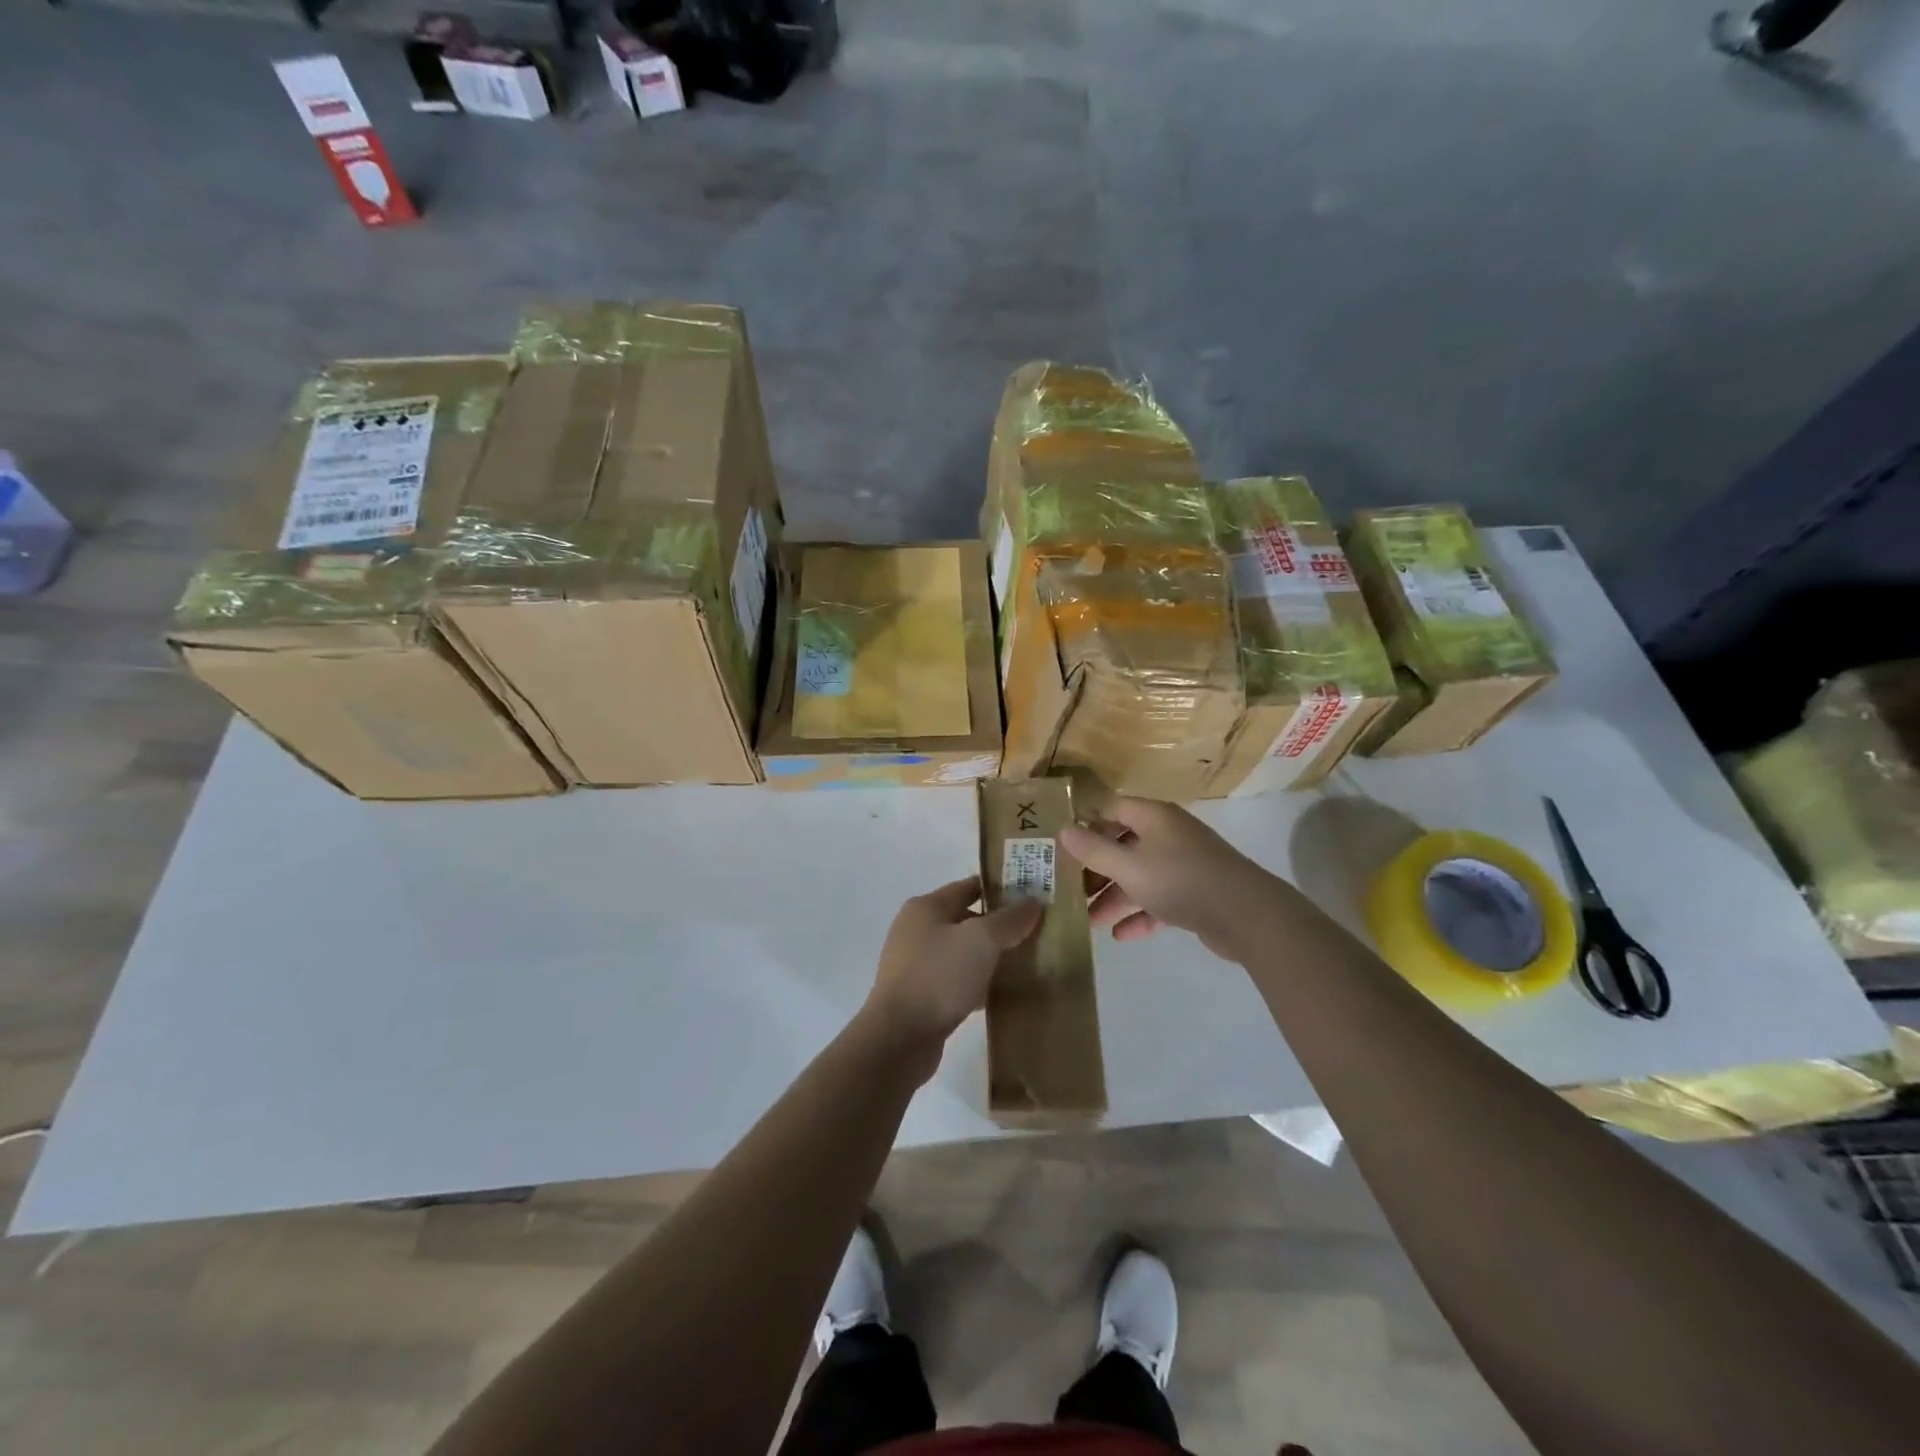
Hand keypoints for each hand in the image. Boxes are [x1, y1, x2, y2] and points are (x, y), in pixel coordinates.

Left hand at [860, 878, 1042, 1066]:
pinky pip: (956, 981)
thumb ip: (1009, 920)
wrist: (899, 1038)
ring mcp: (916, 964)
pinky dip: (978, 984)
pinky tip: (1002, 994)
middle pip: (966, 919)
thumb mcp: (981, 940)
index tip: (1033, 896)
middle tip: (1036, 932)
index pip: (969, 887)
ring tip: (1026, 963)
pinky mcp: (920, 995)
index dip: (1001, 888)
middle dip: (999, 926)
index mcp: (926, 907)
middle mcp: (917, 930)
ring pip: (963, 953)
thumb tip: (1033, 902)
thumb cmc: (938, 976)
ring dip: (990, 957)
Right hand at [1060, 798, 1276, 959]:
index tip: (1061, 846)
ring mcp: (1185, 864)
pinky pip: (1160, 899)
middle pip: (1124, 845)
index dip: (1086, 824)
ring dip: (1115, 897)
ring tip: (1089, 921)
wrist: (1247, 915)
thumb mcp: (1129, 866)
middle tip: (1071, 890)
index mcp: (1154, 817)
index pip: (1112, 809)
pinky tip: (1121, 936)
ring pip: (1140, 875)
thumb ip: (1094, 850)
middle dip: (1097, 869)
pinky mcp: (1196, 893)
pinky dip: (1140, 914)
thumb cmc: (1180, 880)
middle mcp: (1169, 835)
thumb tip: (1063, 829)